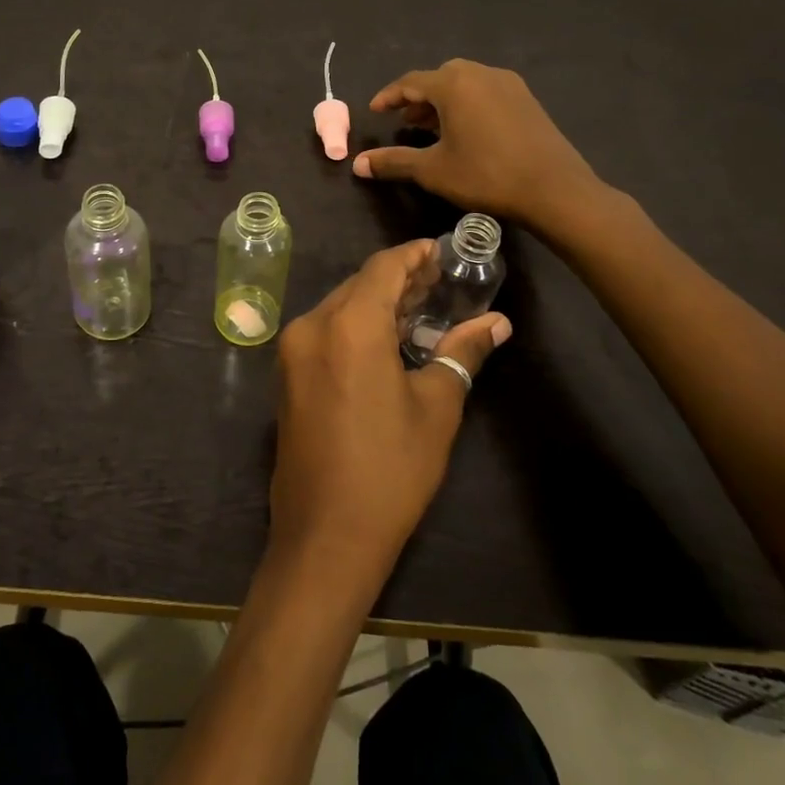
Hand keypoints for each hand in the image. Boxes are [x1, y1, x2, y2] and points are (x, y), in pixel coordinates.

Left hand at [269, 240, 510, 586]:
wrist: (325, 534)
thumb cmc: (390, 469)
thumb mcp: (436, 407)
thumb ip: (462, 353)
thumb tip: (496, 323)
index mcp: (348, 325)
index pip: (383, 267)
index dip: (414, 254)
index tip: (442, 250)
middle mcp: (312, 324)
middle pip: (359, 284)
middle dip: (399, 279)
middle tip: (440, 280)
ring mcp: (293, 349)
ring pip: (340, 306)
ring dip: (377, 302)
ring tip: (421, 306)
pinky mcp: (288, 372)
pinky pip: (326, 330)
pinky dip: (356, 324)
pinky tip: (387, 338)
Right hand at [352, 59, 609, 244]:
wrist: (555, 190)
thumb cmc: (486, 176)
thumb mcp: (433, 171)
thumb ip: (393, 162)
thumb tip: (357, 164)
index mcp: (454, 85)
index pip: (411, 82)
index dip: (389, 96)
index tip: (374, 111)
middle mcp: (480, 74)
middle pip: (439, 77)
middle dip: (418, 97)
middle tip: (404, 121)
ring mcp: (508, 85)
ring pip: (464, 84)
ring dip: (443, 101)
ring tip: (430, 127)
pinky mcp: (527, 99)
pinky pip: (485, 92)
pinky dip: (467, 104)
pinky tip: (465, 132)